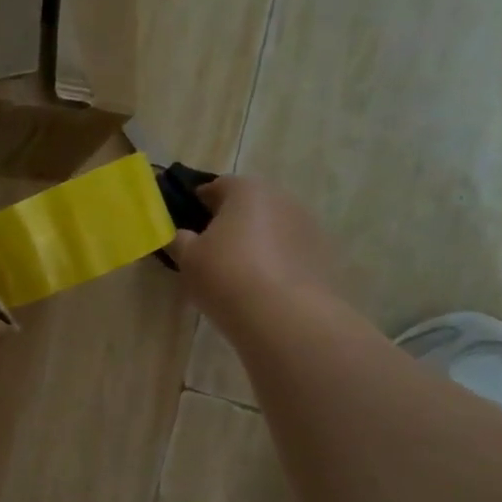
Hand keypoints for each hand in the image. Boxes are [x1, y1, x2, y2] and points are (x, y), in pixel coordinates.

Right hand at [165, 174, 341, 335]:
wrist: (285, 316)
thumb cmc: (226, 276)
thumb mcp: (188, 258)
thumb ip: (178, 240)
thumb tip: (178, 235)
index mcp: (246, 190)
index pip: (218, 185)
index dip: (199, 201)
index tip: (187, 221)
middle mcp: (282, 199)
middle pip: (250, 204)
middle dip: (231, 220)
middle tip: (211, 248)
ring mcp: (308, 226)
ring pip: (272, 227)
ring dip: (256, 240)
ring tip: (239, 271)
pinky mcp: (323, 255)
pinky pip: (290, 251)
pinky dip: (276, 260)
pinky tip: (263, 286)